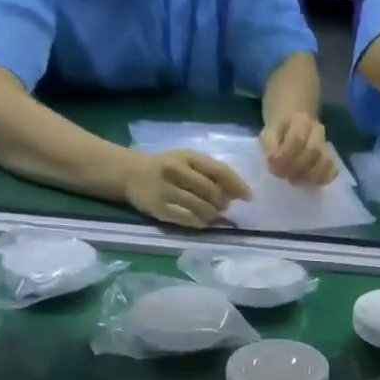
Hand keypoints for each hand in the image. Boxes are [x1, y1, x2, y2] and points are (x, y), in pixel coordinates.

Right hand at [118, 149, 250, 228]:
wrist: (130, 173)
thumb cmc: (167, 167)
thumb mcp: (188, 161)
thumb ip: (211, 173)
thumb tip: (238, 194)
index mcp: (187, 156)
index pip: (218, 170)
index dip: (237, 185)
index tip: (249, 197)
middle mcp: (175, 171)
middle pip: (210, 191)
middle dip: (223, 202)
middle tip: (224, 208)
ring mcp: (166, 190)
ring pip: (200, 207)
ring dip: (213, 215)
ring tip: (213, 215)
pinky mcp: (159, 208)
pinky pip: (187, 219)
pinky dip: (200, 223)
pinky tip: (203, 223)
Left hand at [261, 114, 337, 187]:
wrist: (292, 124)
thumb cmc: (279, 131)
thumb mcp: (268, 132)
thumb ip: (269, 145)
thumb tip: (273, 160)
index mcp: (300, 120)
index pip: (297, 139)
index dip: (285, 156)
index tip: (273, 167)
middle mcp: (317, 131)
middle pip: (313, 151)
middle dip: (296, 167)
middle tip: (284, 176)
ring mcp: (325, 146)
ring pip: (325, 161)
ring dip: (310, 175)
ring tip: (296, 181)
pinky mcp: (330, 159)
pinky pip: (332, 171)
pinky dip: (323, 179)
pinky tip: (310, 184)